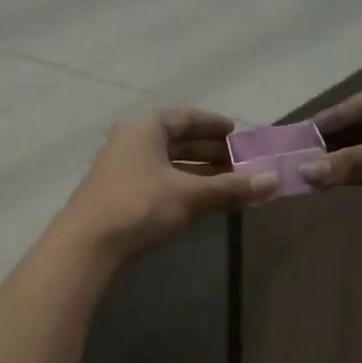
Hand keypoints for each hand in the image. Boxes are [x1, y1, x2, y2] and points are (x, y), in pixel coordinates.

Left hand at [57, 110, 277, 263]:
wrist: (87, 244)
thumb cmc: (140, 206)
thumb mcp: (190, 195)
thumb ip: (231, 187)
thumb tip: (274, 181)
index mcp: (146, 128)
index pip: (186, 118)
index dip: (214, 125)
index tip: (238, 134)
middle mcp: (131, 141)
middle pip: (177, 141)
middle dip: (210, 152)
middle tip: (241, 164)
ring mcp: (121, 168)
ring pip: (167, 164)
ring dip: (197, 173)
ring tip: (228, 184)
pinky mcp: (117, 194)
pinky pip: (157, 181)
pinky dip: (181, 187)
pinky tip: (199, 201)